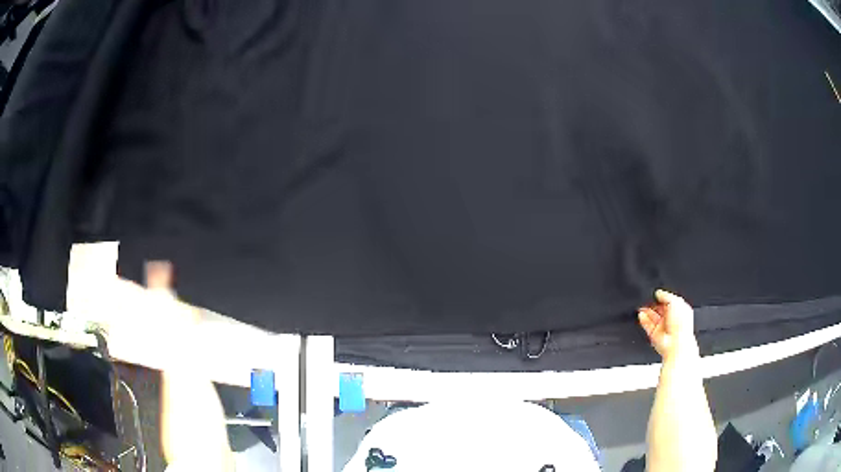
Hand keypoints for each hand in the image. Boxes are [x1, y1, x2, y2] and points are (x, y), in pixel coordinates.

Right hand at [638, 289, 698, 361]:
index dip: (662, 297)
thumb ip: (666, 296)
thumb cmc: (680, 323)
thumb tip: (658, 293)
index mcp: (678, 310)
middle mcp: (670, 318)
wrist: (676, 343)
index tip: (655, 294)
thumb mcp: (676, 302)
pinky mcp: (654, 334)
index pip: (668, 301)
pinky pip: (647, 325)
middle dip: (652, 304)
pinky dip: (643, 320)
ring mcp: (662, 327)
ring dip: (646, 311)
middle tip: (647, 300)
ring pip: (652, 316)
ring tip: (641, 306)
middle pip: (659, 308)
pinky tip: (641, 314)